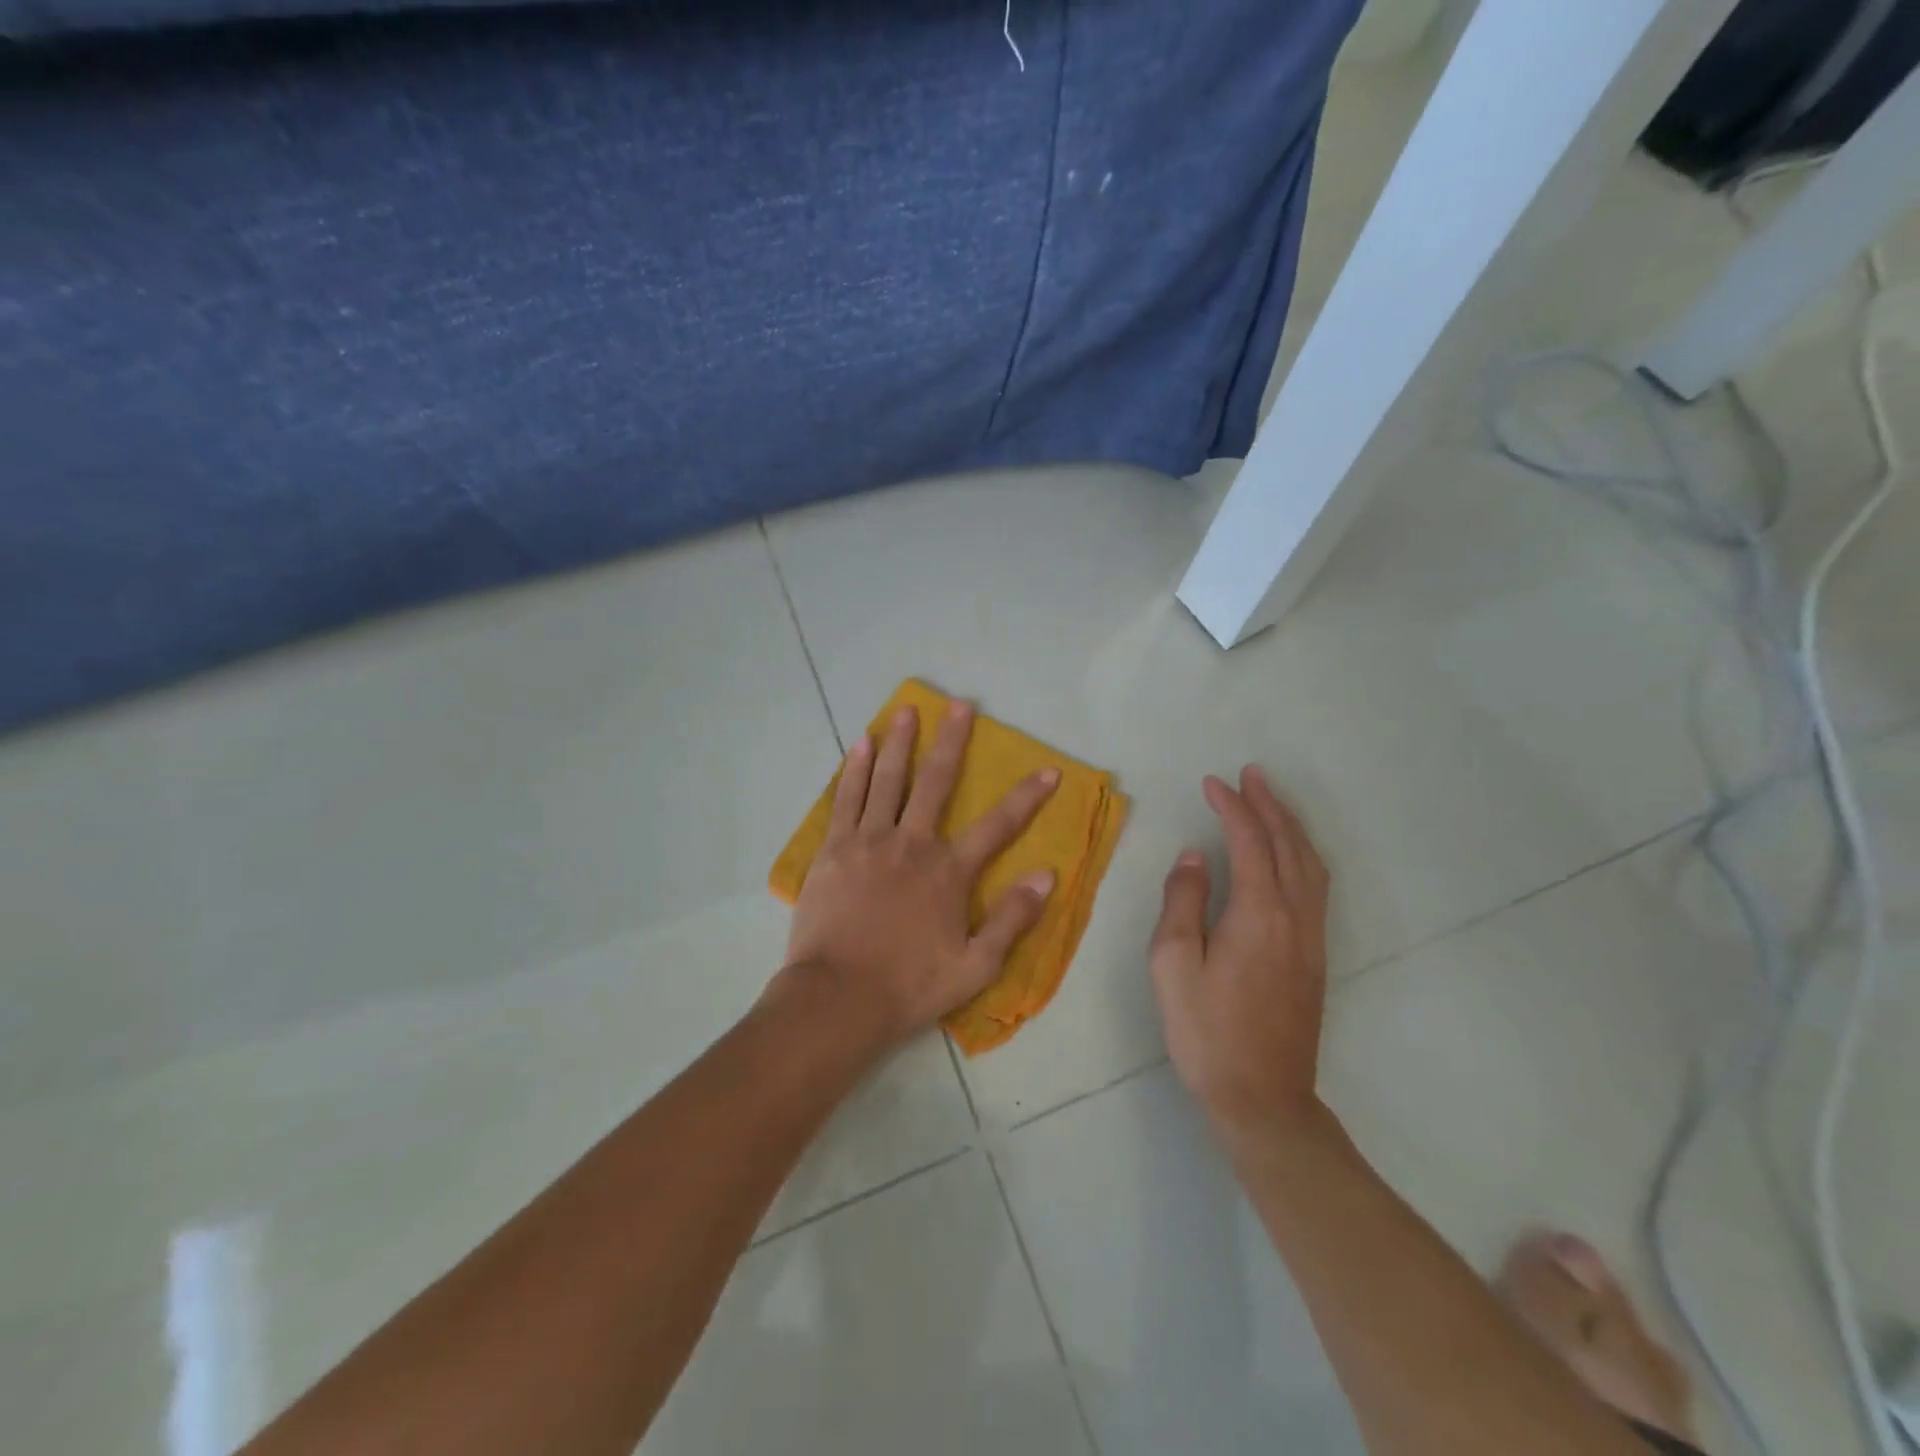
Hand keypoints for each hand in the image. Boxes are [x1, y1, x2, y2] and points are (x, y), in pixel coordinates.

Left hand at [781, 699, 1059, 1052]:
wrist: (837, 998)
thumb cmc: (909, 986)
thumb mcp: (975, 966)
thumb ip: (1011, 918)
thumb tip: (1046, 875)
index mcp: (948, 872)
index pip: (998, 825)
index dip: (1027, 797)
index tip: (1048, 770)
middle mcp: (911, 844)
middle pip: (935, 782)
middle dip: (952, 741)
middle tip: (960, 704)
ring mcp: (869, 841)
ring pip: (888, 780)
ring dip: (900, 742)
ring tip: (907, 709)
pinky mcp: (834, 849)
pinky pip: (847, 798)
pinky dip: (856, 769)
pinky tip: (862, 745)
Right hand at [1150, 766, 1330, 1138]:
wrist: (1263, 1098)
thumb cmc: (1206, 1031)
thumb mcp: (1173, 965)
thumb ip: (1183, 902)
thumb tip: (1196, 857)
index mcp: (1258, 915)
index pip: (1249, 843)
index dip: (1232, 808)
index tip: (1212, 783)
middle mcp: (1294, 917)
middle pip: (1289, 846)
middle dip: (1270, 805)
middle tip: (1250, 775)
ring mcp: (1312, 938)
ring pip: (1311, 865)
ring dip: (1292, 827)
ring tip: (1271, 801)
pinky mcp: (1316, 957)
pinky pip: (1317, 887)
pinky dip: (1304, 855)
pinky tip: (1292, 855)